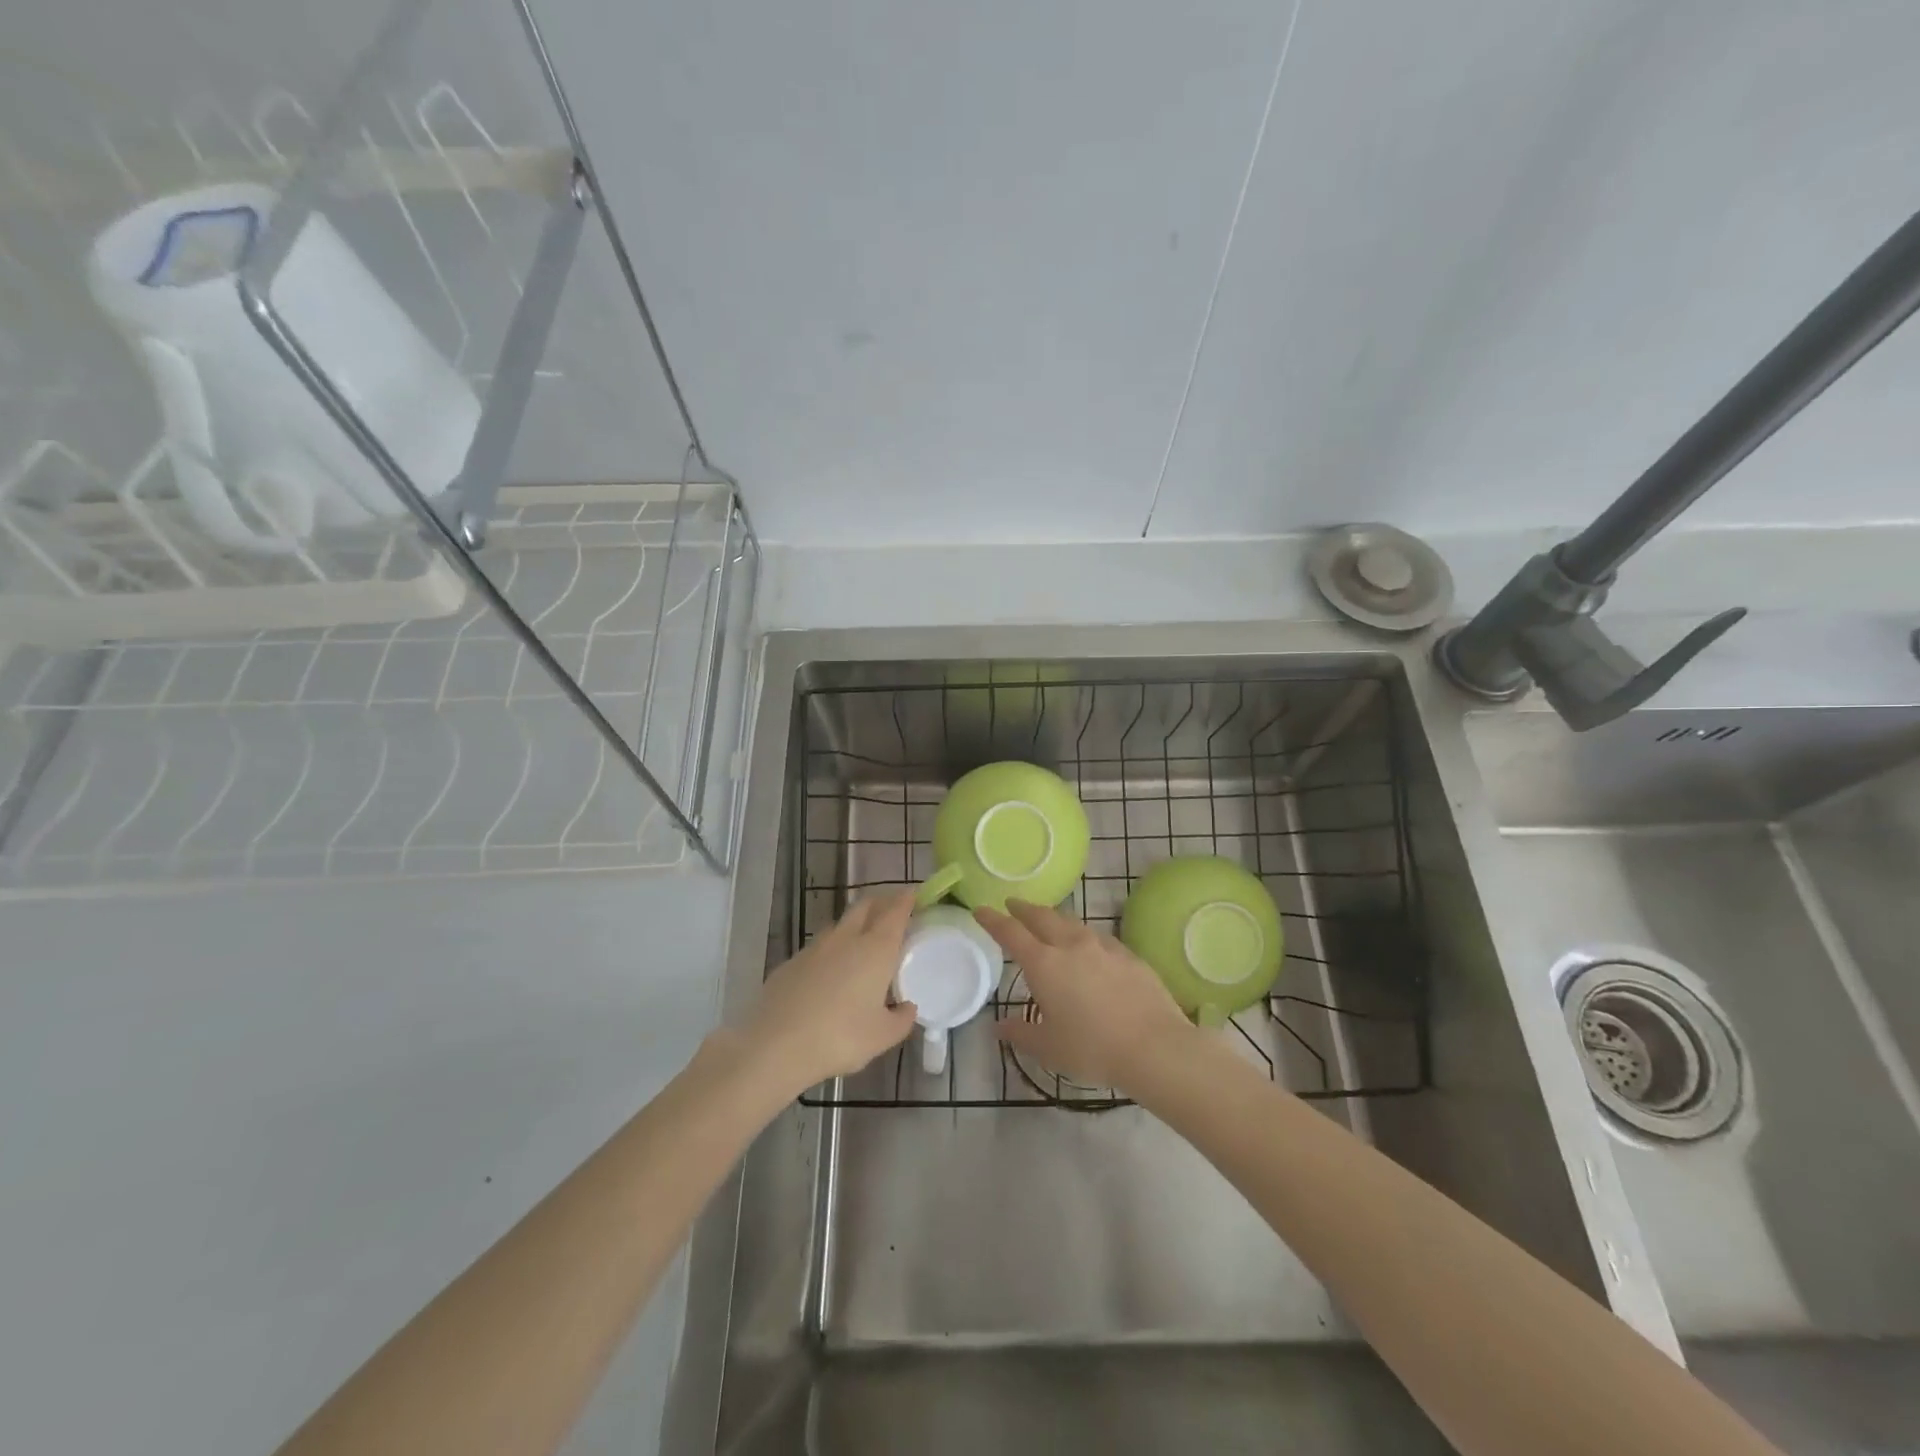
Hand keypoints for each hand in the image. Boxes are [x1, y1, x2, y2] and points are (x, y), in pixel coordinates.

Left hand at [742, 890, 919, 1094]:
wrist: (776, 1044)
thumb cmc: (840, 1037)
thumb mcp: (882, 1036)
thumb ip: (901, 1019)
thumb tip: (907, 1008)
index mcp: (876, 949)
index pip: (895, 911)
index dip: (907, 899)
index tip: (915, 895)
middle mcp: (846, 938)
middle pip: (866, 905)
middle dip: (882, 902)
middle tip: (893, 911)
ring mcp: (815, 947)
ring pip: (840, 924)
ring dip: (855, 924)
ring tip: (863, 942)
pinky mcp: (792, 961)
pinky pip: (819, 946)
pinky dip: (832, 949)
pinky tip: (830, 972)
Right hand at [975, 899, 1196, 1092]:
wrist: (1154, 1046)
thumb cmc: (1092, 1049)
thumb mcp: (1048, 1047)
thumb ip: (1020, 1033)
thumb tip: (998, 1026)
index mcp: (1044, 964)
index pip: (1011, 933)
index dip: (993, 920)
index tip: (981, 910)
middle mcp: (1071, 945)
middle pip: (1042, 917)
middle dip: (1024, 909)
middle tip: (1013, 905)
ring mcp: (1103, 946)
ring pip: (1072, 923)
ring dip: (1055, 919)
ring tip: (1049, 923)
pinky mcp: (1129, 955)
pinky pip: (1098, 938)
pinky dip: (1084, 937)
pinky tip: (1089, 949)